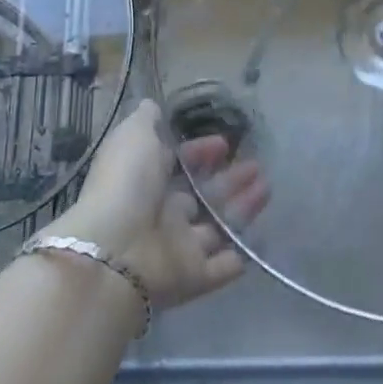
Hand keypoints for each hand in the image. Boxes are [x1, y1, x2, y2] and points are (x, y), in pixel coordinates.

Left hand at [47, 99, 268, 311]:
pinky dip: (236, 259)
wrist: (114, 251)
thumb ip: (146, 120)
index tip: (225, 143)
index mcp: (146, 180)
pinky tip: (256, 245)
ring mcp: (177, 247)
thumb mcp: (134, 136)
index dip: (201, 152)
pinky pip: (219, 269)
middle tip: (257, 167)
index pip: (179, 163)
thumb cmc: (126, 184)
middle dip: (230, 179)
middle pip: (202, 196)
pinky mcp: (192, 278)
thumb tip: (152, 105)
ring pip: (216, 228)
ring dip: (242, 210)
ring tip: (267, 189)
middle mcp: (162, 213)